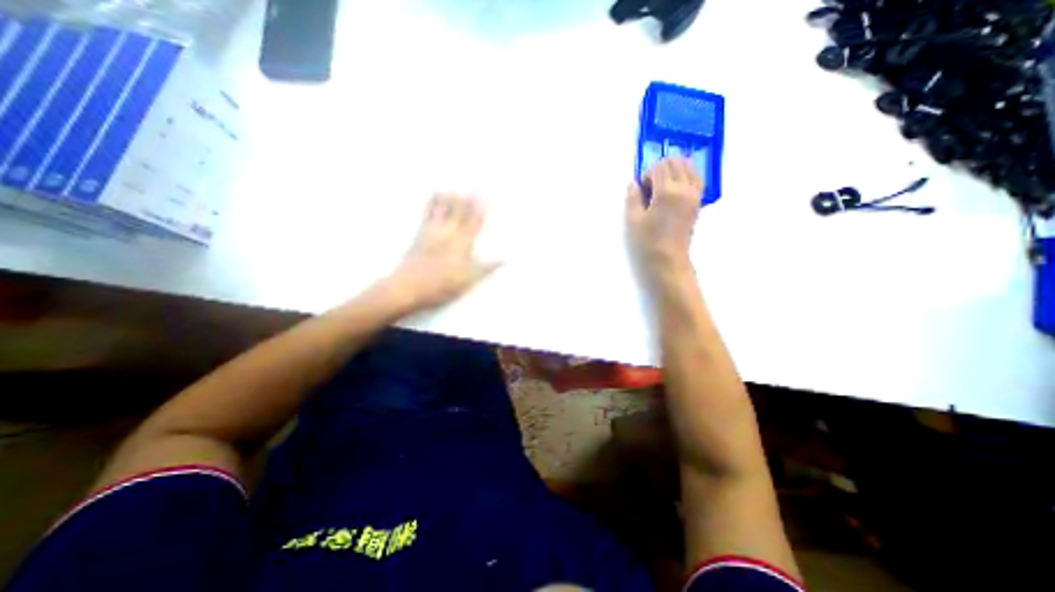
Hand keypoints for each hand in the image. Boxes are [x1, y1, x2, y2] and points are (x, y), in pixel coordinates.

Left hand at [386, 195, 500, 314]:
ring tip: (454, 184)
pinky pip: (427, 212)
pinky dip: (431, 201)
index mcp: (462, 243)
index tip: (489, 193)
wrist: (408, 287)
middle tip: (474, 182)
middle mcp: (448, 232)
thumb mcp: (469, 280)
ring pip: (443, 207)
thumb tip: (504, 259)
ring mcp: (432, 231)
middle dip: (468, 196)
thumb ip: (487, 267)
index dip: (483, 207)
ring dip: (449, 195)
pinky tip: (433, 195)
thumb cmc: (442, 285)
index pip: (475, 221)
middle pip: (460, 210)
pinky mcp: (419, 234)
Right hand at [619, 157, 703, 276]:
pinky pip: (697, 178)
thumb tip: (634, 183)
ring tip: (663, 187)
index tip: (642, 190)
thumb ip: (632, 198)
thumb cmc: (647, 241)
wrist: (668, 259)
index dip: (647, 174)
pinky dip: (686, 176)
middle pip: (676, 162)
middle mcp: (684, 188)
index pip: (659, 166)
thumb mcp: (633, 220)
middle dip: (661, 169)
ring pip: (689, 167)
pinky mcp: (698, 202)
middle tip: (651, 187)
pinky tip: (676, 188)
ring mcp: (694, 194)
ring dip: (675, 170)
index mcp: (666, 191)